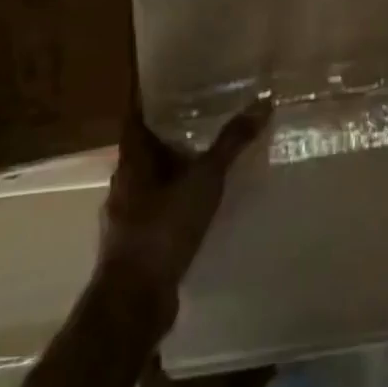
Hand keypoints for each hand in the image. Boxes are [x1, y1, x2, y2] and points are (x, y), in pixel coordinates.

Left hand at [95, 94, 271, 334]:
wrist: (135, 301)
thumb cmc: (162, 230)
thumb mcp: (203, 181)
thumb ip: (231, 143)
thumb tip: (262, 102)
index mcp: (131, 164)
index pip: (136, 121)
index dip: (151, 102)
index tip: (174, 85)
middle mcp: (125, 186)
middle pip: (147, 151)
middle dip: (173, 135)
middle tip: (207, 117)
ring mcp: (130, 218)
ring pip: (156, 182)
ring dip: (179, 169)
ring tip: (214, 158)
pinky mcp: (142, 244)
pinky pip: (164, 209)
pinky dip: (183, 200)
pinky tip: (208, 203)